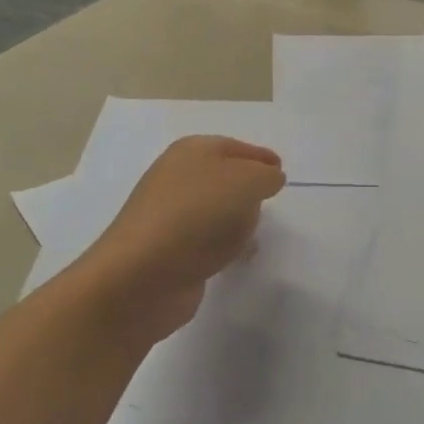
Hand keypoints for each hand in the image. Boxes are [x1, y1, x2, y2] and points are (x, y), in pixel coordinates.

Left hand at [81, 136, 286, 342]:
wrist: (141, 276)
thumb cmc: (198, 216)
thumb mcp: (247, 182)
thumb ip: (266, 176)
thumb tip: (270, 179)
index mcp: (192, 151)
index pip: (235, 147)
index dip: (260, 158)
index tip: (281, 173)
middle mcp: (177, 177)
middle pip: (225, 178)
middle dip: (249, 189)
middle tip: (268, 202)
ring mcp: (170, 216)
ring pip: (217, 210)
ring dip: (237, 220)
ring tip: (252, 234)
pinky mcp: (170, 250)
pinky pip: (207, 240)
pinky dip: (223, 246)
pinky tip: (235, 259)